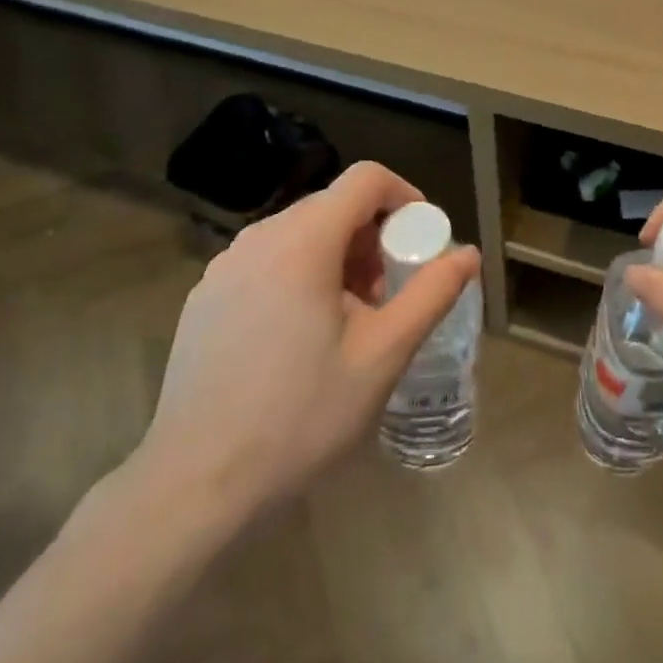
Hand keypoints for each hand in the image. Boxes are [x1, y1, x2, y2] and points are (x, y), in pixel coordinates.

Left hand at [121, 162, 479, 528]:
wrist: (194, 483)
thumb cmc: (300, 415)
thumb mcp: (382, 356)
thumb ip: (431, 294)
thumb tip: (468, 254)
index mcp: (304, 241)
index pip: (366, 179)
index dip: (405, 196)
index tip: (422, 242)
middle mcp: (260, 237)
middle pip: (333, 205)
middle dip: (373, 236)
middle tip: (388, 293)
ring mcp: (224, 265)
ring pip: (299, 232)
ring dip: (338, 256)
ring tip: (349, 319)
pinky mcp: (205, 295)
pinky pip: (267, 259)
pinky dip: (300, 273)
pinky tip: (300, 336)